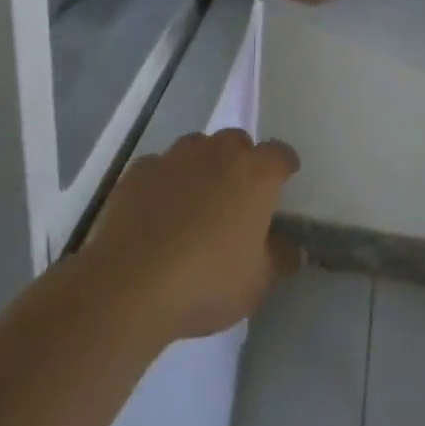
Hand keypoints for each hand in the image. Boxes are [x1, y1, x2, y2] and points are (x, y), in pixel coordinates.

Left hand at [85, 129, 301, 342]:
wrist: (131, 283)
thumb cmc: (207, 281)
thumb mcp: (256, 283)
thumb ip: (279, 258)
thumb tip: (293, 247)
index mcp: (254, 174)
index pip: (279, 154)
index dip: (283, 166)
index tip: (284, 179)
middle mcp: (218, 152)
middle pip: (237, 142)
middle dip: (241, 161)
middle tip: (237, 195)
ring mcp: (176, 156)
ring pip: (197, 147)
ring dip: (202, 166)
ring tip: (196, 200)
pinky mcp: (140, 170)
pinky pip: (160, 167)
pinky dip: (165, 182)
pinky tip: (158, 211)